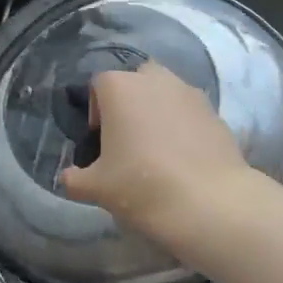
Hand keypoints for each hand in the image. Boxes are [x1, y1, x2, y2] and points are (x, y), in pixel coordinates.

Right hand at [59, 62, 252, 246]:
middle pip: (135, 81)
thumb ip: (75, 179)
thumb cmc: (142, 185)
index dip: (96, 111)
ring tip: (157, 150)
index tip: (100, 142)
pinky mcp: (215, 111)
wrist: (210, 203)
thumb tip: (68, 178)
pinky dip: (183, 127)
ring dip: (157, 112)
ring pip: (165, 93)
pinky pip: (189, 112)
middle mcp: (154, 79)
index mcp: (119, 87)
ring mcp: (189, 92)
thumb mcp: (96, 188)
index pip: (98, 85)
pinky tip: (183, 159)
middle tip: (128, 140)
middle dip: (129, 103)